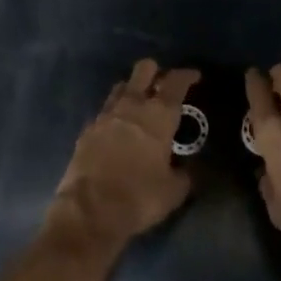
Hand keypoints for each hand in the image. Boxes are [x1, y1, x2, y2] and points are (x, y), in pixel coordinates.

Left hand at [50, 59, 197, 248]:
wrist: (89, 210)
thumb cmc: (140, 196)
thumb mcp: (174, 191)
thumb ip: (184, 174)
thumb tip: (187, 169)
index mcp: (159, 115)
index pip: (176, 82)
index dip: (187, 75)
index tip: (194, 76)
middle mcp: (132, 106)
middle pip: (143, 70)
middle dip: (155, 71)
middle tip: (163, 84)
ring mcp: (106, 115)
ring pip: (121, 87)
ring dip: (133, 89)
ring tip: (140, 103)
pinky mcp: (87, 129)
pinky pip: (104, 111)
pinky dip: (114, 114)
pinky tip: (118, 128)